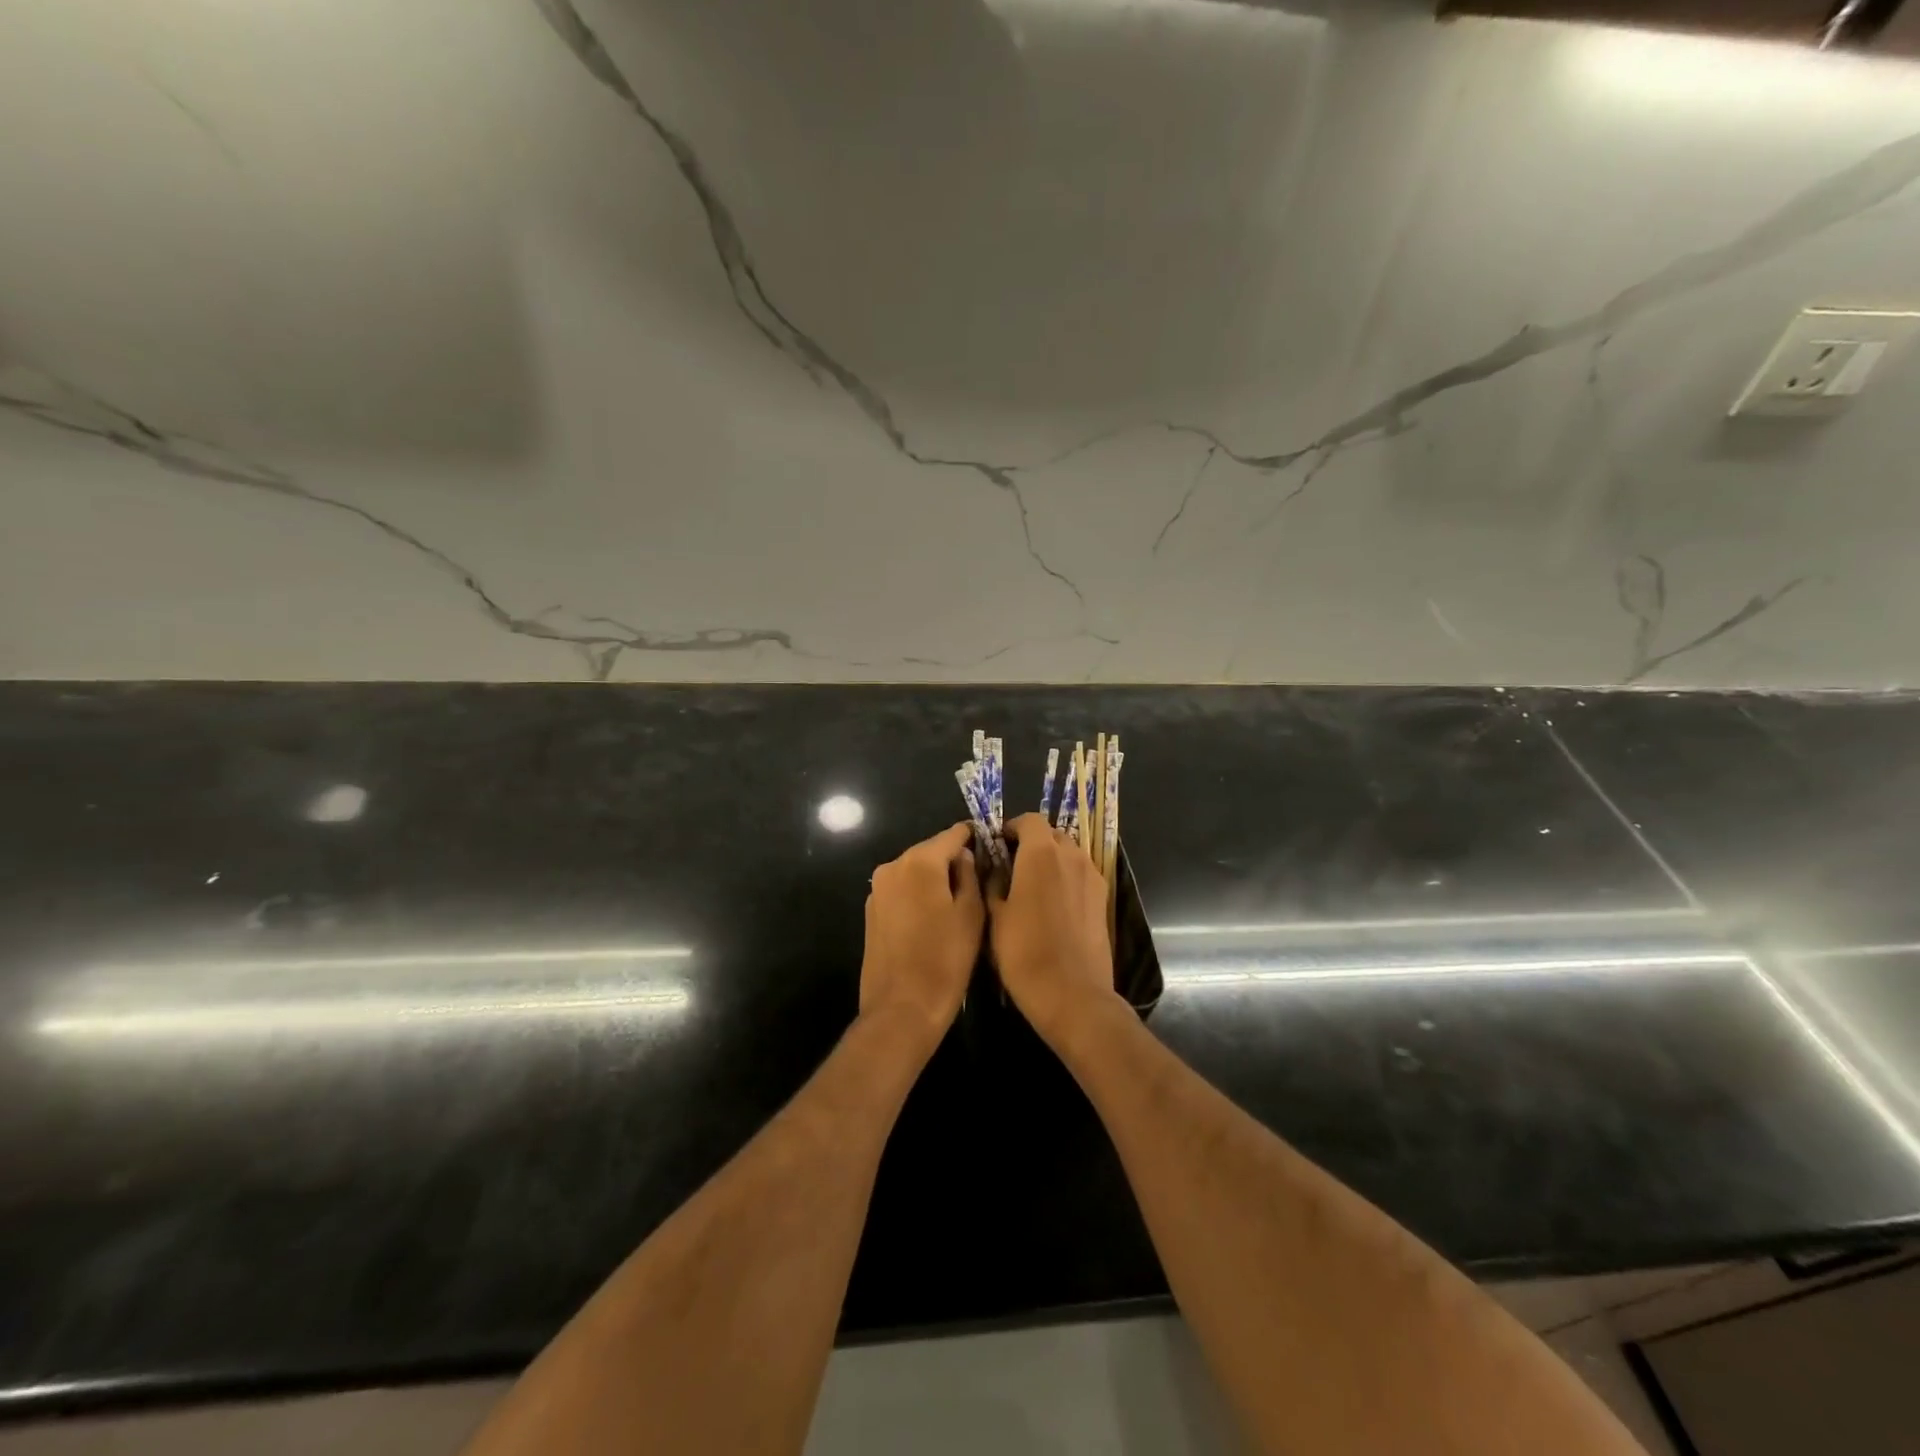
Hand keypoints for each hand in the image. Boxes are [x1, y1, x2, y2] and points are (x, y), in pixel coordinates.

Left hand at [859, 823, 984, 1053]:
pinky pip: (902, 890)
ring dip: (935, 879)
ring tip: (958, 902)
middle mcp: (893, 866)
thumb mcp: (971, 914)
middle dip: (954, 860)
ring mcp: (877, 889)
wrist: (902, 1008)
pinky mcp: (871, 910)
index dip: (974, 837)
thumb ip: (970, 874)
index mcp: (920, 862)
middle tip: (980, 879)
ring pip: (915, 870)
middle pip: (931, 851)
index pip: (953, 834)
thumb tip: (964, 855)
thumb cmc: (945, 960)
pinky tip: (933, 919)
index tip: (993, 847)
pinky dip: (918, 895)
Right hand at [988, 813, 1121, 1045]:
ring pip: (1069, 853)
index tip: (998, 845)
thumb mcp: (995, 916)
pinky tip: (1054, 904)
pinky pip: (1082, 874)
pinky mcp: (1104, 898)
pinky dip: (1067, 877)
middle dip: (1033, 842)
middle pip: (1052, 834)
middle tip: (1013, 866)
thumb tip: (995, 868)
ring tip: (1034, 886)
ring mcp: (1092, 876)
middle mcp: (1071, 855)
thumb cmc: (1024, 952)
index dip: (1012, 828)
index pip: (1029, 820)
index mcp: (1041, 853)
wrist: (1071, 993)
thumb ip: (994, 883)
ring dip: (1052, 859)